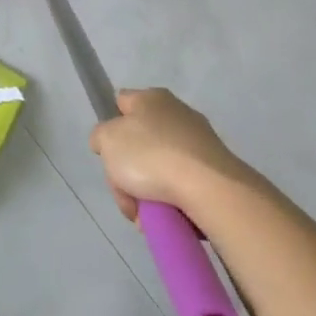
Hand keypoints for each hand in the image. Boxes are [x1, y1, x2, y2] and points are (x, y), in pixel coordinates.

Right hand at [90, 88, 248, 222]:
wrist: (209, 188)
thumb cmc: (151, 156)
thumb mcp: (107, 141)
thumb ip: (100, 136)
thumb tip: (107, 141)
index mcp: (151, 98)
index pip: (121, 103)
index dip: (110, 126)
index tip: (108, 153)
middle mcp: (177, 113)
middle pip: (139, 142)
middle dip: (128, 173)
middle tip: (126, 196)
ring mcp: (199, 141)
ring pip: (159, 167)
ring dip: (148, 192)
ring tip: (146, 216)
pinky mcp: (215, 168)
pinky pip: (183, 183)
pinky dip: (172, 200)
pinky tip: (167, 217)